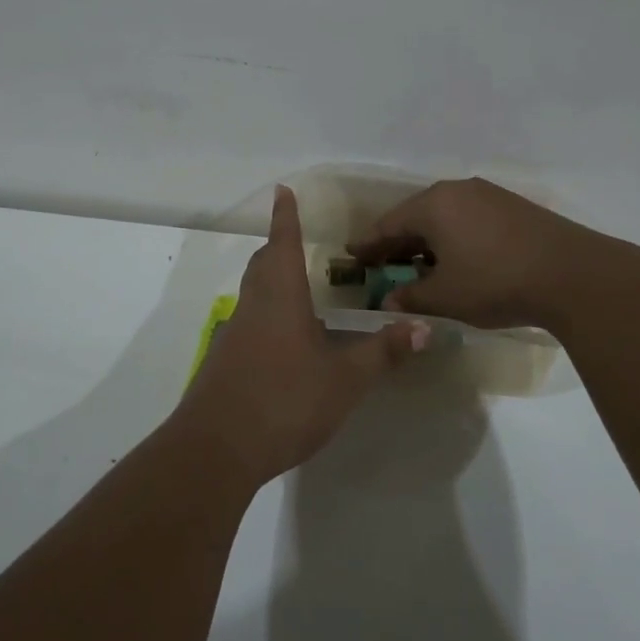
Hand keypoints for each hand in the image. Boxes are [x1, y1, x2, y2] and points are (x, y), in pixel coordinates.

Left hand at [174, 186, 428, 486]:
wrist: (216, 449)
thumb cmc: (285, 401)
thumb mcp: (345, 380)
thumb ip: (382, 352)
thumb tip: (423, 326)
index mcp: (281, 298)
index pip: (283, 244)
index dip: (286, 217)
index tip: (282, 191)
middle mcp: (253, 307)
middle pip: (263, 265)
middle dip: (278, 247)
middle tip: (297, 241)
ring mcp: (234, 335)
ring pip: (253, 294)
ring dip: (271, 281)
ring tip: (298, 290)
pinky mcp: (224, 363)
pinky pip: (248, 324)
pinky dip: (266, 316)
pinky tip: (284, 343)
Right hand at [347, 177, 626, 330]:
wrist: (573, 275)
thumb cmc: (496, 282)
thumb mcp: (446, 297)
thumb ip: (411, 298)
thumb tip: (388, 303)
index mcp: (434, 205)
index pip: (389, 223)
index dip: (369, 243)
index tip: (352, 255)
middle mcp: (458, 190)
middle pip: (417, 216)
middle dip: (398, 242)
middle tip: (382, 263)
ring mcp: (489, 196)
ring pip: (445, 217)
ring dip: (428, 241)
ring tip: (419, 266)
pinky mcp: (514, 208)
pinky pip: (469, 219)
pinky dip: (454, 238)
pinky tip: (458, 260)